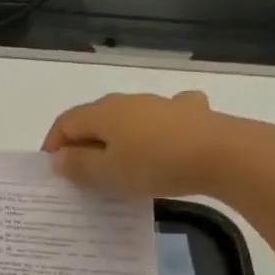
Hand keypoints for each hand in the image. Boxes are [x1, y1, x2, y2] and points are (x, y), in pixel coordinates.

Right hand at [41, 90, 274, 200]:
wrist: (222, 154)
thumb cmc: (154, 165)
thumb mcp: (109, 173)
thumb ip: (80, 165)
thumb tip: (59, 158)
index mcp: (103, 113)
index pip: (65, 122)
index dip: (53, 144)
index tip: (52, 170)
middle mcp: (128, 101)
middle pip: (95, 118)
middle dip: (82, 142)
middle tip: (81, 172)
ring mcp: (161, 104)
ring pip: (127, 117)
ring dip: (116, 137)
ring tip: (118, 162)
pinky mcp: (191, 112)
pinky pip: (163, 117)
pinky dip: (154, 129)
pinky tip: (164, 139)